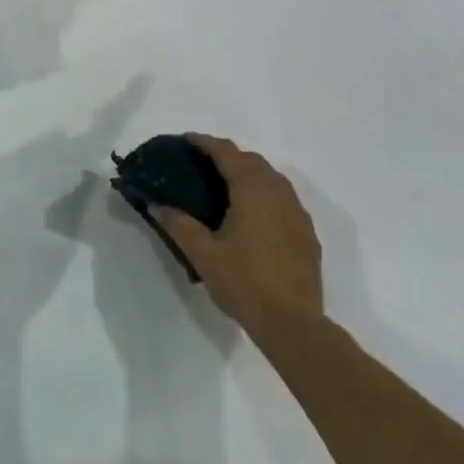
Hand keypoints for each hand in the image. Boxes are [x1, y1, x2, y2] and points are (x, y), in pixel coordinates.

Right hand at [155, 134, 322, 332]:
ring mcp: (297, 212)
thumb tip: (157, 204)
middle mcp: (278, 192)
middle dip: (227, 155)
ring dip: (248, 172)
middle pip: (252, 160)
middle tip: (201, 163)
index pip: (227, 153)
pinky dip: (264, 193)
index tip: (186, 140)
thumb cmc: (244, 282)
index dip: (205, 142)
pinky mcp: (306, 232)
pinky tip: (252, 213)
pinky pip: (283, 198)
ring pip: (271, 178)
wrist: (293, 323)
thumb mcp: (203, 254)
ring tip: (225, 185)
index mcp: (252, 190)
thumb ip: (178, 224)